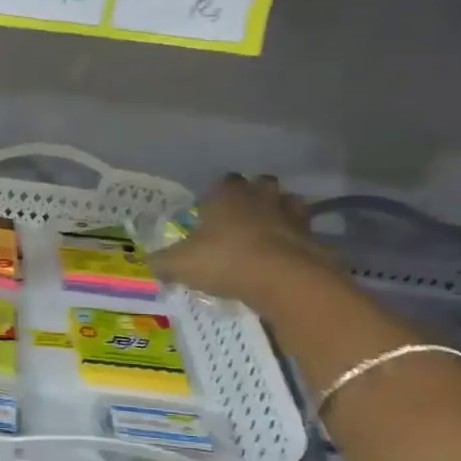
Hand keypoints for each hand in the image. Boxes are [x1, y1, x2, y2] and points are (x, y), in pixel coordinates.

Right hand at [151, 174, 344, 312]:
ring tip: (268, 233)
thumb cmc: (226, 261)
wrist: (284, 280)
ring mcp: (292, 215)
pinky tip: (286, 257)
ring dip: (281, 213)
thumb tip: (147, 262)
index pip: (224, 181)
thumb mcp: (181, 265)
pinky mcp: (313, 238)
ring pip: (289, 202)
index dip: (217, 193)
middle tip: (242, 217)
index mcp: (227, 196)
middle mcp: (261, 198)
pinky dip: (297, 241)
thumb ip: (162, 262)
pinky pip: (305, 233)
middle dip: (254, 195)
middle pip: (261, 184)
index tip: (211, 210)